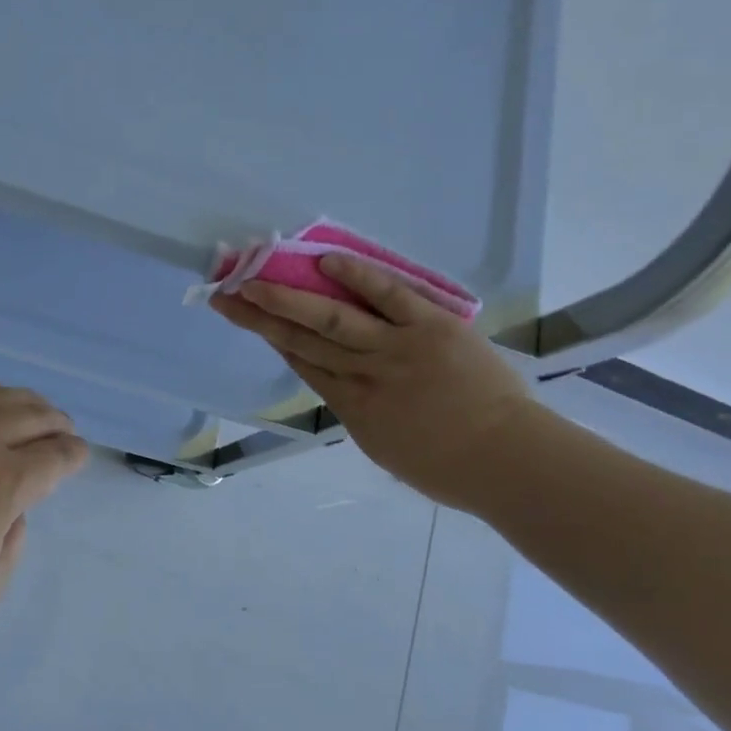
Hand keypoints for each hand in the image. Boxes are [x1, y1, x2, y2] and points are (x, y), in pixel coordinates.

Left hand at [0, 384, 87, 654]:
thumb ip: (13, 541)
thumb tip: (10, 510)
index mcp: (2, 482)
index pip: (55, 455)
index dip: (74, 455)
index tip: (79, 456)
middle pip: (30, 415)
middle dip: (56, 422)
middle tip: (64, 430)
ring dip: (22, 401)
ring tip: (32, 409)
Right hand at [212, 256, 536, 511]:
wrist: (506, 461)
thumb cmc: (448, 468)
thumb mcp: (386, 449)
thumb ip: (362, 414)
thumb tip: (347, 389)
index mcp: (351, 408)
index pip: (301, 363)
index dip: (268, 336)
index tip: (241, 315)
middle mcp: (362, 375)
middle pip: (301, 340)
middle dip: (260, 315)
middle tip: (225, 293)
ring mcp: (395, 349)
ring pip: (331, 319)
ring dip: (289, 297)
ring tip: (254, 276)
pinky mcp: (431, 328)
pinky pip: (390, 297)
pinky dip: (358, 278)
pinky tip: (326, 262)